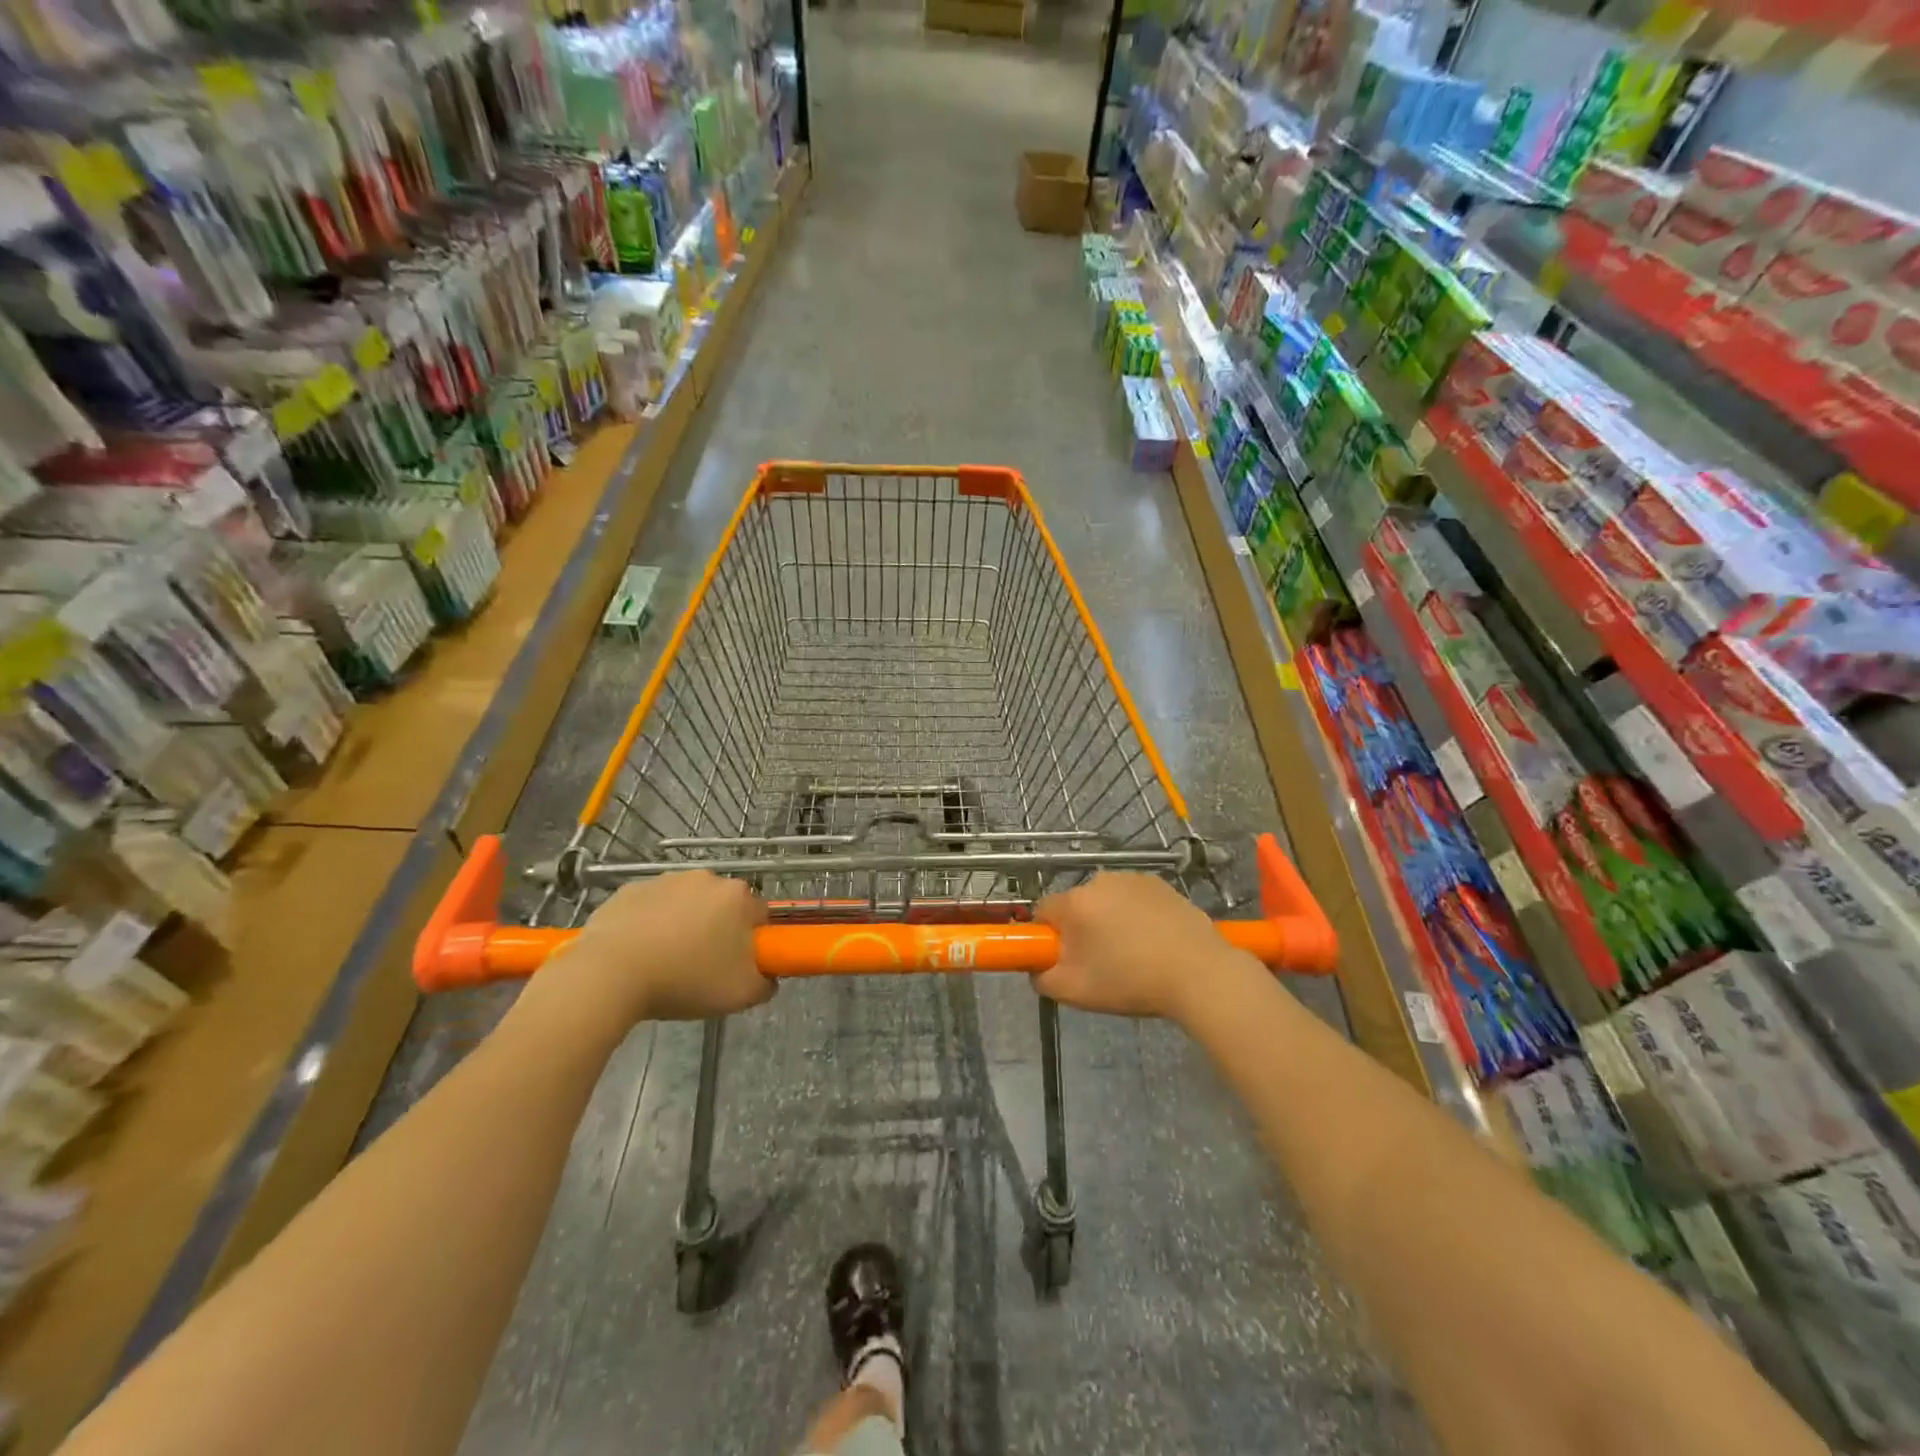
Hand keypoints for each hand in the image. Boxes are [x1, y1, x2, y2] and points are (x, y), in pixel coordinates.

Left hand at [535, 871, 774, 1027]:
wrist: (608, 974)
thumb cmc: (685, 979)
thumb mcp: (741, 995)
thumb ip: (766, 983)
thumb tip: (768, 976)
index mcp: (738, 897)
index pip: (760, 916)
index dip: (753, 942)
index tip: (738, 965)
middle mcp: (706, 878)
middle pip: (722, 906)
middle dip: (717, 930)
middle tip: (703, 967)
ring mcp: (665, 880)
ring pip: (685, 904)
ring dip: (682, 925)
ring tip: (665, 963)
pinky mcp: (629, 890)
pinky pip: (650, 907)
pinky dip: (648, 925)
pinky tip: (638, 954)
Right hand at [1032, 873, 1254, 1022]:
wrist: (1199, 973)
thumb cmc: (1130, 981)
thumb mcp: (1074, 991)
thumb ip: (1041, 977)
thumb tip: (1037, 967)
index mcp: (1074, 902)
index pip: (1042, 912)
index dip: (1049, 937)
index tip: (1066, 959)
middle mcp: (1099, 880)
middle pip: (1076, 905)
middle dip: (1082, 930)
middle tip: (1101, 963)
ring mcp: (1133, 878)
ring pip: (1106, 901)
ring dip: (1110, 921)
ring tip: (1134, 954)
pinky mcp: (1161, 884)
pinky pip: (1134, 899)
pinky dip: (1137, 916)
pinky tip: (1155, 941)